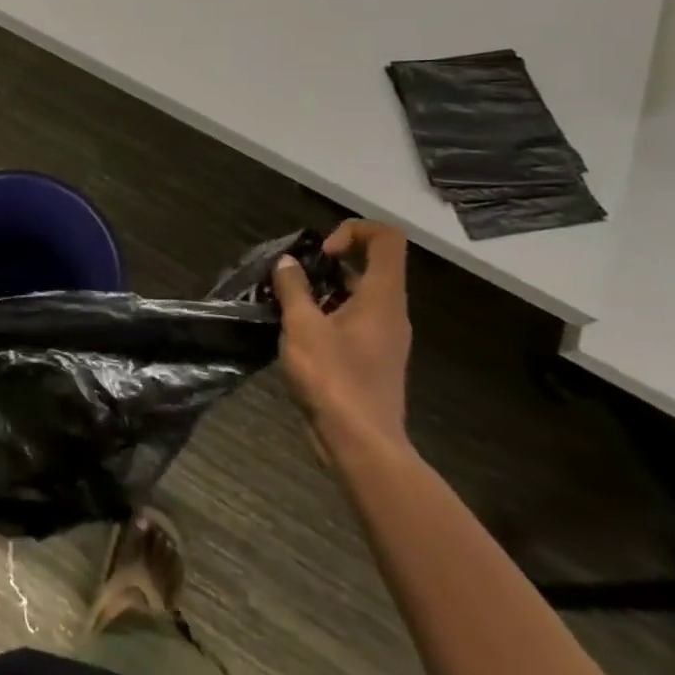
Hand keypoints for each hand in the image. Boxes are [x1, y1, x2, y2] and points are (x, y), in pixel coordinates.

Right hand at [271, 221, 411, 462]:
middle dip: (326, 265)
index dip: (354, 230)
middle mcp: (390, 313)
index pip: (387, 239)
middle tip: (291, 280)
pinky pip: (351, 323)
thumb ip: (294, 289)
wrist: (361, 444)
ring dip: (321, 293)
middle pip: (368, 267)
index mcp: (382, 297)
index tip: (321, 253)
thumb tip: (287, 263)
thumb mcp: (303, 327)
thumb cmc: (334, 379)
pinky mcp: (372, 360)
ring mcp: (384, 339)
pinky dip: (325, 317)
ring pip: (356, 297)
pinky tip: (294, 335)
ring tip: (285, 306)